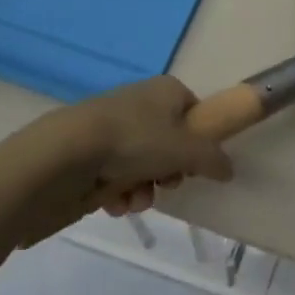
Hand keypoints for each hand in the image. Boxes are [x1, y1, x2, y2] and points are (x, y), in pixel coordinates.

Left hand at [68, 75, 233, 216]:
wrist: (65, 153)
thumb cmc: (136, 141)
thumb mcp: (187, 150)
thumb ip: (214, 160)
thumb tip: (228, 169)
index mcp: (166, 90)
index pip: (194, 112)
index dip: (199, 140)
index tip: (196, 164)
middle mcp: (141, 103)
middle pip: (169, 143)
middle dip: (169, 172)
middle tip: (166, 184)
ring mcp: (112, 127)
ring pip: (142, 164)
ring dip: (144, 189)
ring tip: (134, 201)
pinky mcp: (89, 151)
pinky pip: (114, 174)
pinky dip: (118, 192)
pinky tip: (113, 203)